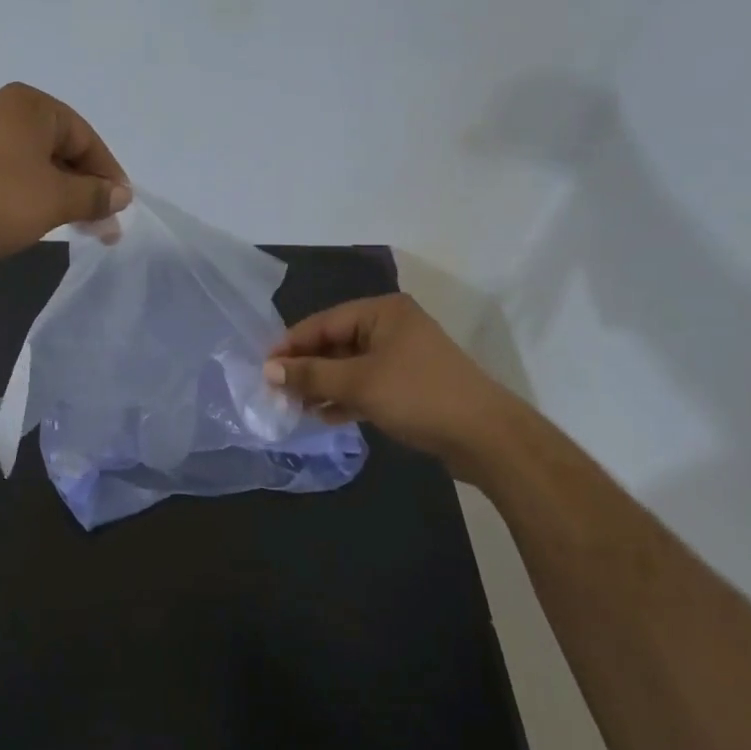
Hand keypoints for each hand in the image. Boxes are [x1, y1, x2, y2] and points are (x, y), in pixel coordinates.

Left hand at [0, 83, 130, 263]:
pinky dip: (28, 194)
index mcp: (33, 106)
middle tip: (100, 225)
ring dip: (58, 193)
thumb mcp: (55, 199)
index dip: (109, 176)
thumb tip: (121, 194)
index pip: (87, 139)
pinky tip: (31, 218)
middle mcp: (5, 110)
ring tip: (71, 225)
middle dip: (84, 188)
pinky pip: (9, 172)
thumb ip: (94, 195)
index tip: (120, 210)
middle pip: (61, 149)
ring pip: (35, 164)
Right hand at [263, 294, 520, 477]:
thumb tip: (268, 369)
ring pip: (350, 366)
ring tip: (295, 407)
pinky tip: (325, 416)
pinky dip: (346, 397)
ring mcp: (403, 356)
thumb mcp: (358, 384)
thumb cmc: (418, 396)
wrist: (486, 437)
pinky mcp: (410, 384)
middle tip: (277, 391)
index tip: (264, 367)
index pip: (323, 322)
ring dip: (324, 386)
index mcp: (382, 312)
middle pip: (336, 343)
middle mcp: (392, 326)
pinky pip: (367, 384)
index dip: (291, 345)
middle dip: (308, 368)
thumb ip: (311, 375)